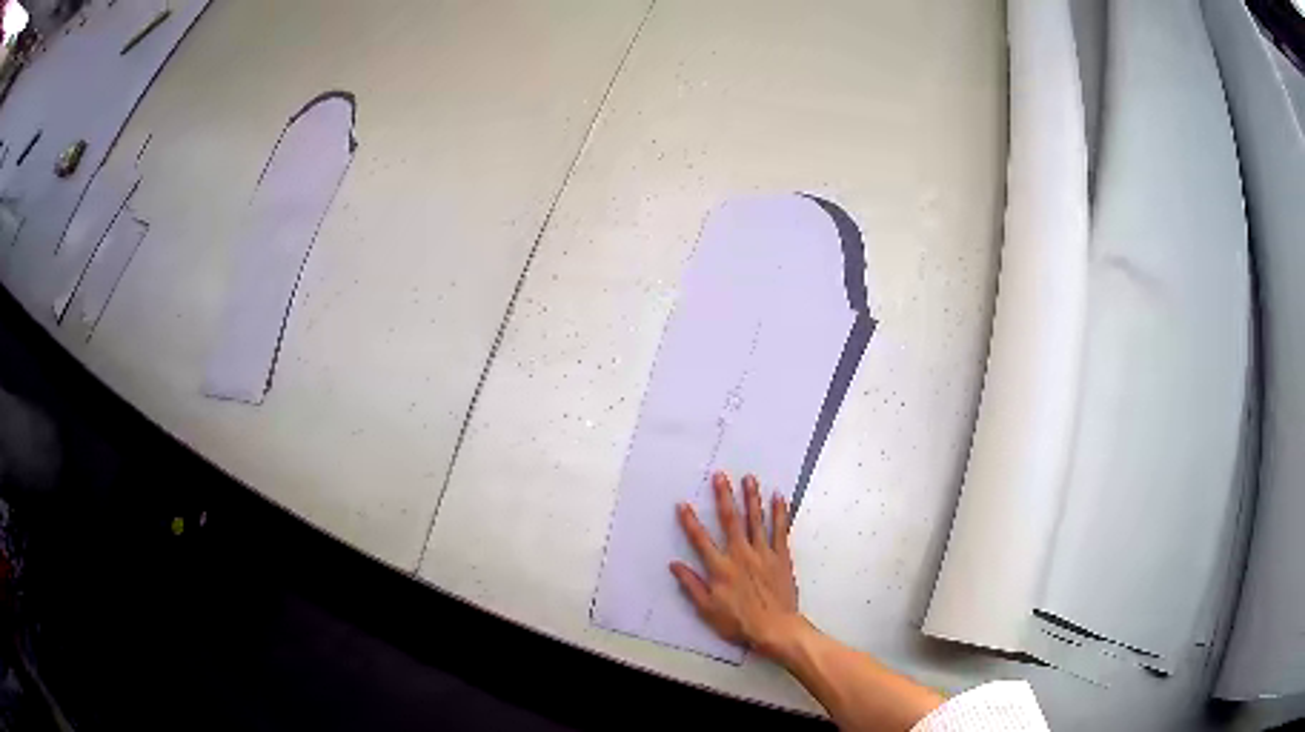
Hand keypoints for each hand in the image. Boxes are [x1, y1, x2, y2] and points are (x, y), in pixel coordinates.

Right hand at [670, 472, 803, 658]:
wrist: (776, 628)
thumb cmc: (739, 622)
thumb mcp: (707, 609)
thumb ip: (691, 585)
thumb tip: (674, 565)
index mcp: (721, 568)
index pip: (701, 540)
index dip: (690, 522)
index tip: (683, 504)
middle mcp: (741, 555)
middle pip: (731, 521)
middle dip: (724, 497)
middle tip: (721, 476)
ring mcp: (763, 554)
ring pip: (756, 520)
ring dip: (752, 498)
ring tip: (749, 478)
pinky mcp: (781, 557)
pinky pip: (780, 530)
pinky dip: (780, 513)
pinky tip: (779, 497)